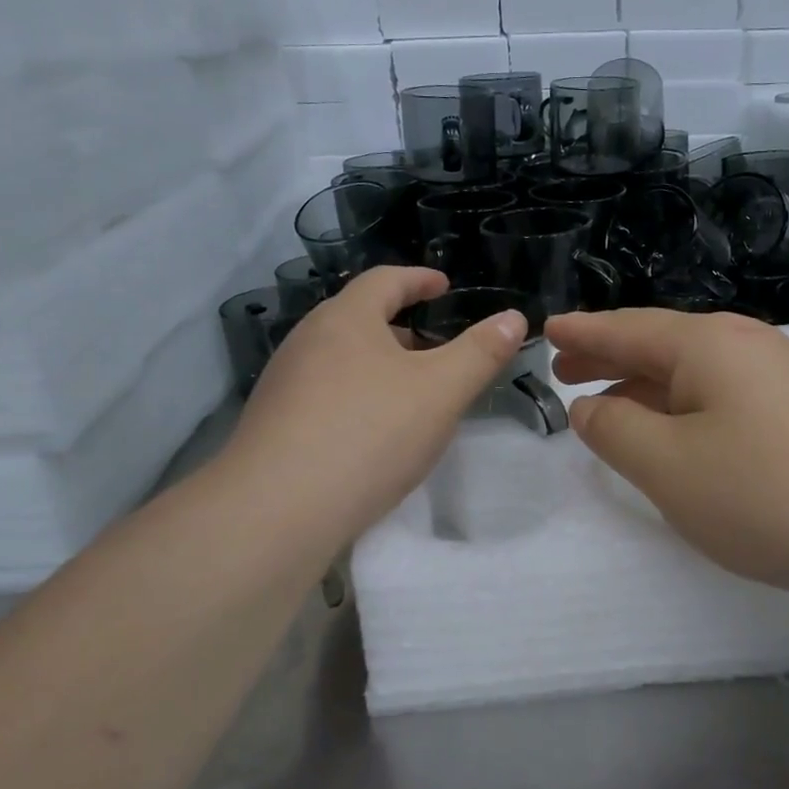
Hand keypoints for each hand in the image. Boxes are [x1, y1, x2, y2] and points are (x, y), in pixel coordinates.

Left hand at [219, 267, 525, 547]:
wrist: (278, 509)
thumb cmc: (369, 434)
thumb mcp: (441, 391)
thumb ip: (481, 352)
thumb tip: (514, 319)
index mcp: (345, 319)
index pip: (385, 280)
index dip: (419, 279)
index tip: (443, 286)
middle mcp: (307, 341)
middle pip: (359, 319)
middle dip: (402, 328)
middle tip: (436, 347)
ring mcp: (284, 383)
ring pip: (342, 359)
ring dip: (379, 365)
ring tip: (410, 393)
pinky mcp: (274, 423)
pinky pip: (325, 394)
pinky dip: (357, 396)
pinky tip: (373, 433)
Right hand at [547, 309, 788, 604]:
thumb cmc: (766, 493)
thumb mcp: (667, 466)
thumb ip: (615, 431)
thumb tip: (590, 407)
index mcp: (707, 344)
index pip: (627, 328)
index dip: (583, 332)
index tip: (547, 330)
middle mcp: (747, 345)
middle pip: (661, 344)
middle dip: (610, 358)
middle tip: (566, 370)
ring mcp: (783, 376)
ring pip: (695, 373)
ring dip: (647, 386)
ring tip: (611, 404)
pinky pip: (724, 396)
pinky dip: (684, 407)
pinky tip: (679, 433)